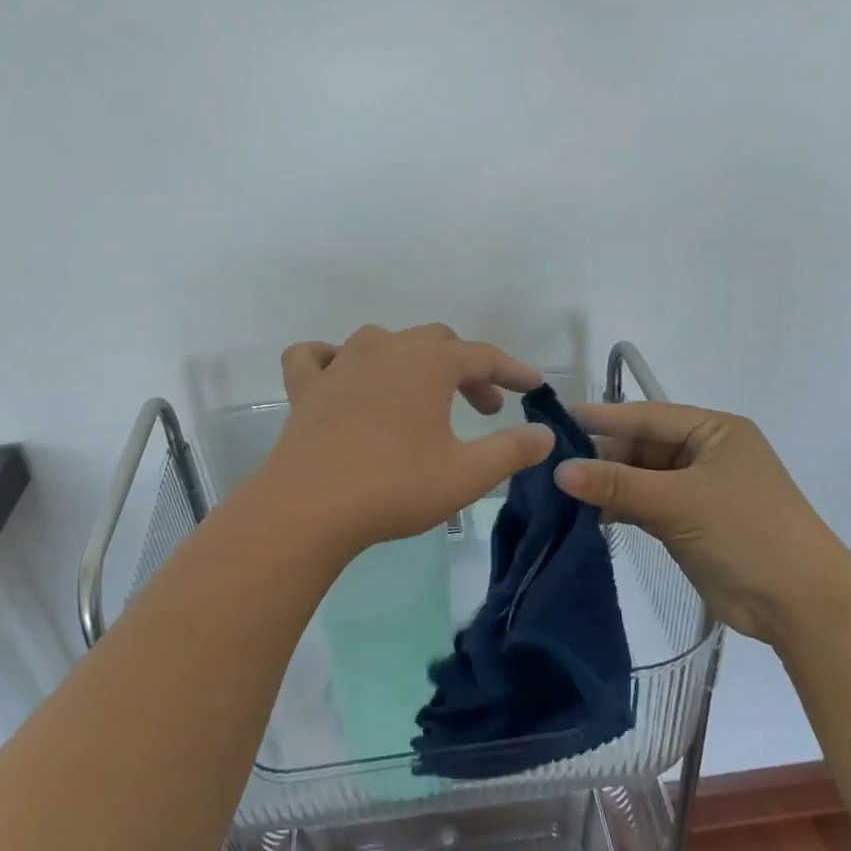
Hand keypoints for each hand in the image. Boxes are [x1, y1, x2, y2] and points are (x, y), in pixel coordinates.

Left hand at [259, 325, 555, 556]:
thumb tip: (544, 434)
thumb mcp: (466, 474)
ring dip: (413, 361)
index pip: (482, 355)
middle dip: (468, 370)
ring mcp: (339, 364)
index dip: (512, 370)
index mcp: (427, 363)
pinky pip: (317, 357)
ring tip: (423, 397)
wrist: (308, 508)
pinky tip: (341, 376)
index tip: (533, 387)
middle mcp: (384, 349)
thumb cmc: (394, 487)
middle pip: (437, 343)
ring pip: (384, 342)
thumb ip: (512, 450)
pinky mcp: (305, 388)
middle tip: (484, 409)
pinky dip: (333, 359)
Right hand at [554, 401, 850, 642]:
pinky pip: (643, 505)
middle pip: (639, 447)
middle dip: (599, 458)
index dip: (600, 418)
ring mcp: (696, 490)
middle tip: (548, 466)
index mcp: (713, 431)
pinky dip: (617, 509)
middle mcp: (704, 453)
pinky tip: (583, 515)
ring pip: (638, 478)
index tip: (553, 421)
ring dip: (604, 486)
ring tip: (556, 492)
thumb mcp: (679, 501)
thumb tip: (558, 470)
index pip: (646, 416)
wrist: (801, 605)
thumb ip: (617, 484)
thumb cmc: (747, 533)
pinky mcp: (688, 523)